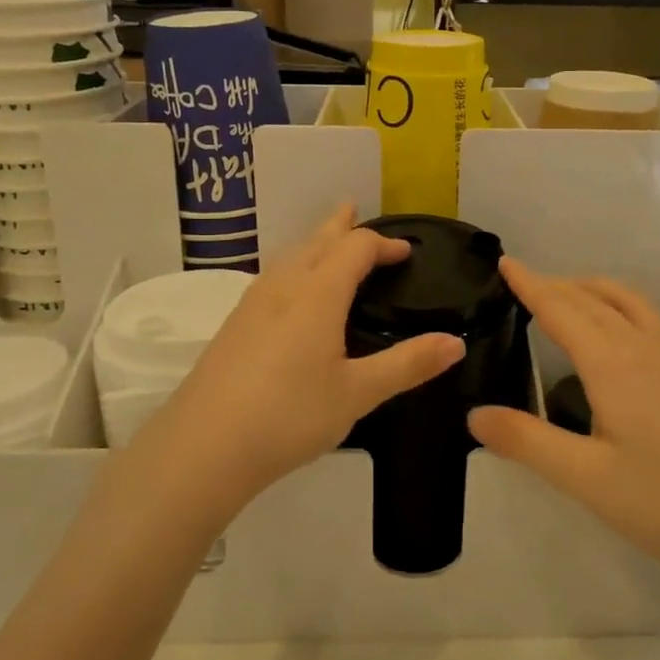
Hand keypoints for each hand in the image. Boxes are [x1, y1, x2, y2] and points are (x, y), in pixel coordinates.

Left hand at [138, 207, 464, 517]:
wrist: (203, 446)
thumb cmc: (290, 415)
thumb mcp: (358, 393)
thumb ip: (407, 365)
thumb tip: (456, 342)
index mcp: (317, 293)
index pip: (355, 248)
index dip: (383, 244)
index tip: (406, 253)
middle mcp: (283, 287)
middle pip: (316, 241)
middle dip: (341, 226)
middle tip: (356, 212)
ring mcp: (252, 304)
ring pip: (289, 256)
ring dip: (313, 243)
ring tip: (326, 243)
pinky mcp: (234, 325)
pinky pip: (272, 278)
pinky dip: (294, 267)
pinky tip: (290, 293)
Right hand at [467, 260, 659, 589]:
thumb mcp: (587, 479)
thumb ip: (528, 442)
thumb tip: (475, 414)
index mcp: (613, 364)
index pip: (561, 309)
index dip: (530, 285)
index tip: (505, 263)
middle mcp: (643, 349)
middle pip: (592, 299)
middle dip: (554, 284)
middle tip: (520, 282)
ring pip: (626, 301)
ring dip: (590, 289)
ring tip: (564, 296)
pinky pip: (646, 318)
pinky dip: (616, 304)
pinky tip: (613, 335)